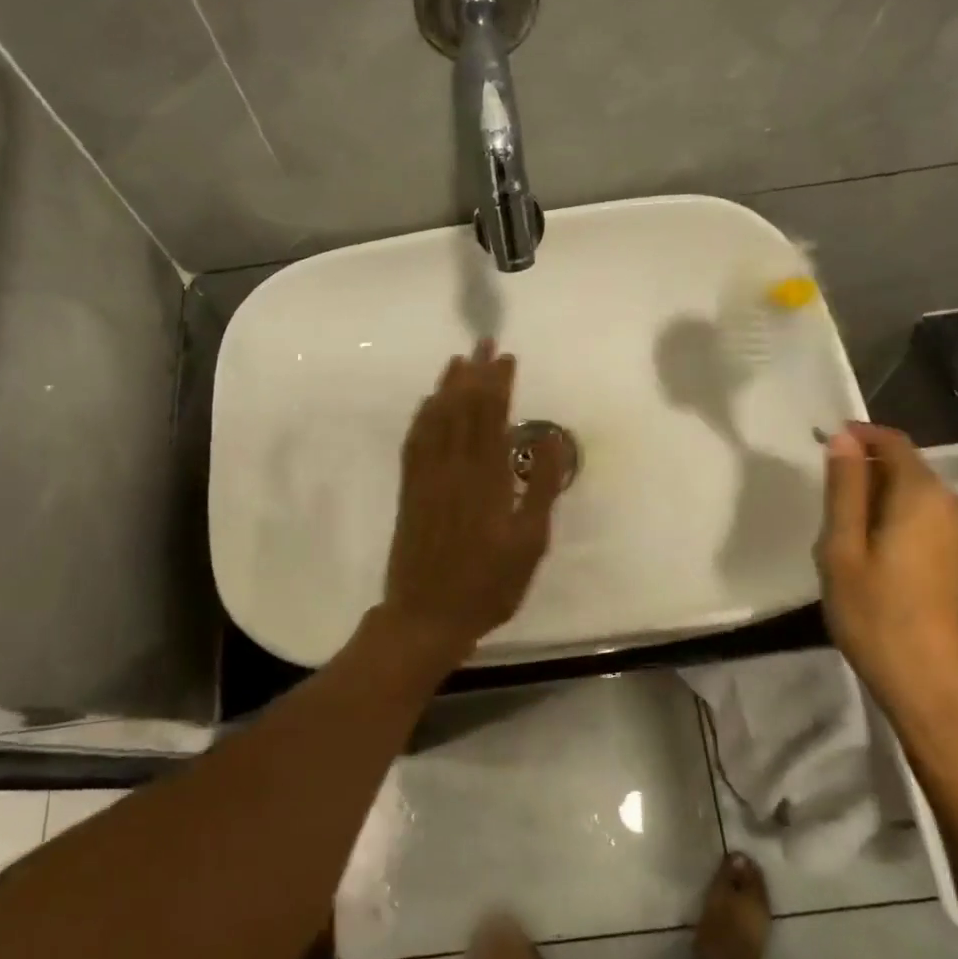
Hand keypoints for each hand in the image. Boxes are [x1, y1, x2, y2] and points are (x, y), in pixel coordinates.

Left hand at [380, 342, 567, 654]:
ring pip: (436, 420)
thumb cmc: (488, 585)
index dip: (498, 384)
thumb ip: (540, 488)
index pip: (492, 417)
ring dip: (447, 387)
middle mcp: (454, 468)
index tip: (506, 357)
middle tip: (483, 342)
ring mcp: (426, 477)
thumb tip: (548, 437)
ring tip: (458, 361)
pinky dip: (422, 417)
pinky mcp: (409, 491)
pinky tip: (428, 404)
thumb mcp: (530, 543)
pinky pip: (414, 443)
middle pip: (463, 408)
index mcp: (487, 478)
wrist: (427, 616)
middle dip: (474, 373)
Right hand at [816, 422, 957, 774]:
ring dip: (888, 504)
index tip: (826, 443)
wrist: (947, 698)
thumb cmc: (880, 620)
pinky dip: (908, 528)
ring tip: (853, 541)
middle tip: (830, 507)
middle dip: (870, 473)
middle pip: (911, 471)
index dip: (860, 435)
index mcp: (923, 496)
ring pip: (924, 502)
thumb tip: (844, 438)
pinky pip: (938, 529)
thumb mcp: (843, 552)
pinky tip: (887, 566)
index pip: (894, 442)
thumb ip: (845, 490)